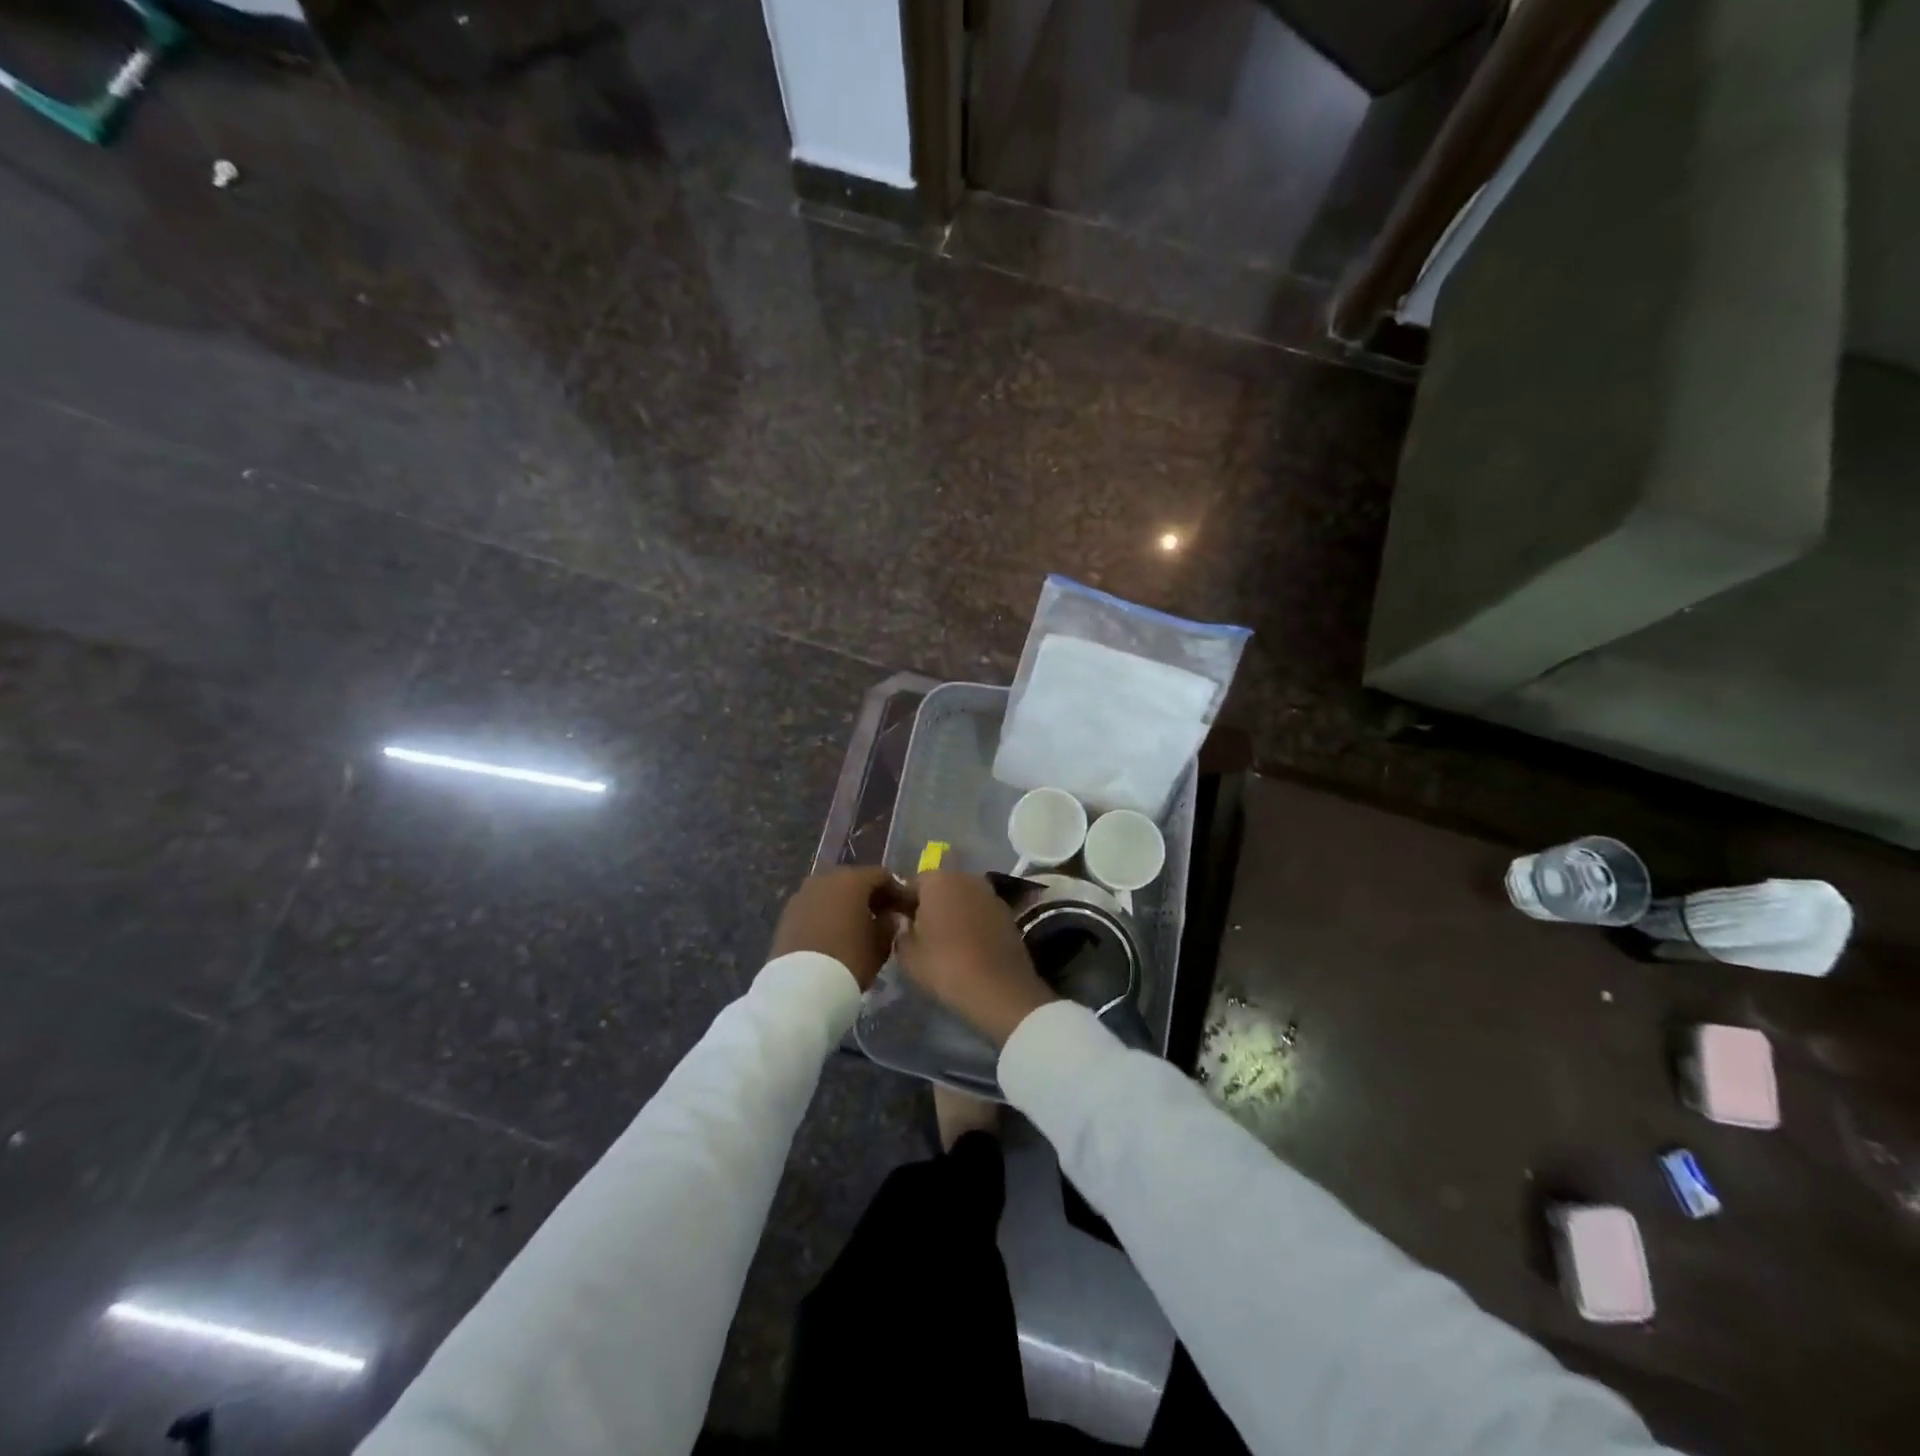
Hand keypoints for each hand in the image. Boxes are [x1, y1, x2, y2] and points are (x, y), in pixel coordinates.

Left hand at [769, 867, 911, 990]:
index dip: (897, 891)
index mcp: (852, 880)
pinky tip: (834, 933)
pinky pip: (815, 906)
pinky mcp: (787, 912)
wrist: (801, 986)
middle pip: (854, 880)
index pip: (882, 876)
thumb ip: (888, 925)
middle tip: (882, 915)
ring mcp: (803, 894)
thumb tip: (889, 917)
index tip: (905, 908)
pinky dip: (827, 913)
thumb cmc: (849, 959)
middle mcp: (826, 878)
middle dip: (869, 895)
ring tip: (857, 926)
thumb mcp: (880, 944)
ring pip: (832, 892)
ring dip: (846, 904)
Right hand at [894, 872, 1055, 1046]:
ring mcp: (990, 893)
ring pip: (962, 898)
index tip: (898, 924)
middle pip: (940, 887)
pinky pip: (980, 912)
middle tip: (920, 933)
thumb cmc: (945, 966)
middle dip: (929, 905)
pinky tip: (968, 946)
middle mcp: (966, 877)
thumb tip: (904, 922)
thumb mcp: (907, 955)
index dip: (902, 903)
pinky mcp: (1007, 912)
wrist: (999, 989)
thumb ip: (900, 932)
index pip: (911, 884)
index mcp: (937, 879)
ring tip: (945, 942)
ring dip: (953, 912)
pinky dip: (972, 922)